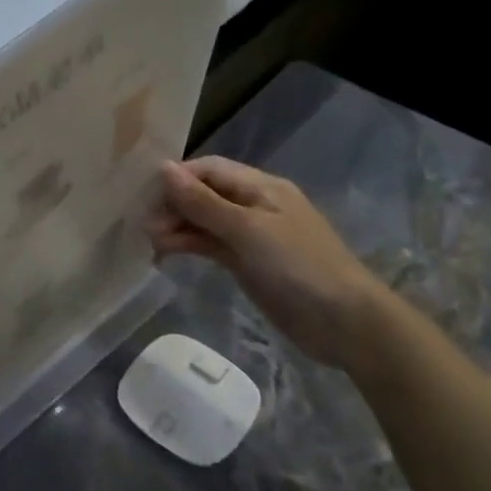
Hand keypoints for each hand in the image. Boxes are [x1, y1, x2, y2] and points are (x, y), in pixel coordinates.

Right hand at [149, 156, 393, 375]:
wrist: (344, 323)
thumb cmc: (298, 265)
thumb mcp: (247, 229)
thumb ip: (202, 201)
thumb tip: (162, 167)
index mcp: (261, 187)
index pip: (208, 169)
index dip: (176, 178)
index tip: (146, 197)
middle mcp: (253, 205)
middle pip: (203, 194)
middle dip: (173, 205)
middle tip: (146, 227)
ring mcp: (250, 235)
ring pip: (202, 221)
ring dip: (176, 227)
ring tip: (152, 243)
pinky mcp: (246, 261)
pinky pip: (209, 244)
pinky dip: (187, 245)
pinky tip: (166, 253)